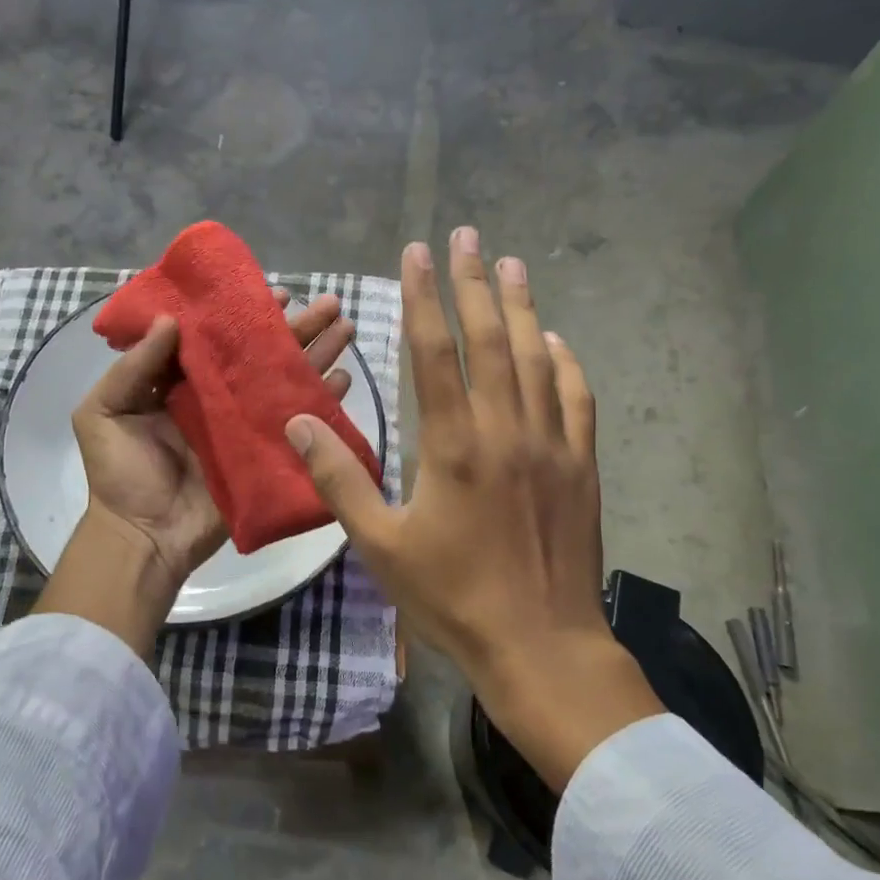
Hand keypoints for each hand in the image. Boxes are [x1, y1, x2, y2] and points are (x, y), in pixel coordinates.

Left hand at [35, 291, 355, 653]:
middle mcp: (219, 396)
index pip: (220, 336)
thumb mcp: (103, 412)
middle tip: (330, 304)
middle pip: (263, 354)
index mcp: (182, 381)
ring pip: (285, 381)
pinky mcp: (264, 454)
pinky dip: (321, 402)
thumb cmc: (120, 473)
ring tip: (346, 328)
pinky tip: (344, 379)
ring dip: (317, 355)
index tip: (277, 293)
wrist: (143, 537)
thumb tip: (173, 320)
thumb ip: (134, 366)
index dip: (247, 313)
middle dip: (298, 327)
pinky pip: (297, 423)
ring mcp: (245, 425)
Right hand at [285, 228, 662, 788]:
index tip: (417, 253)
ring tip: (512, 264)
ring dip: (522, 307)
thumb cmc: (453, 597)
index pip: (433, 351)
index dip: (423, 297)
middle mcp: (505, 430)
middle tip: (467, 234)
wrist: (541, 645)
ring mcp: (551, 445)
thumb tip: (298, 424)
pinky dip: (567, 363)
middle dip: (474, 282)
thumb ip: (339, 479)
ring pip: (537, 359)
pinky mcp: (582, 467)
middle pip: (490, 339)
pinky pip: (577, 400)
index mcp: (453, 445)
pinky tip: (557, 342)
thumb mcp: (381, 545)